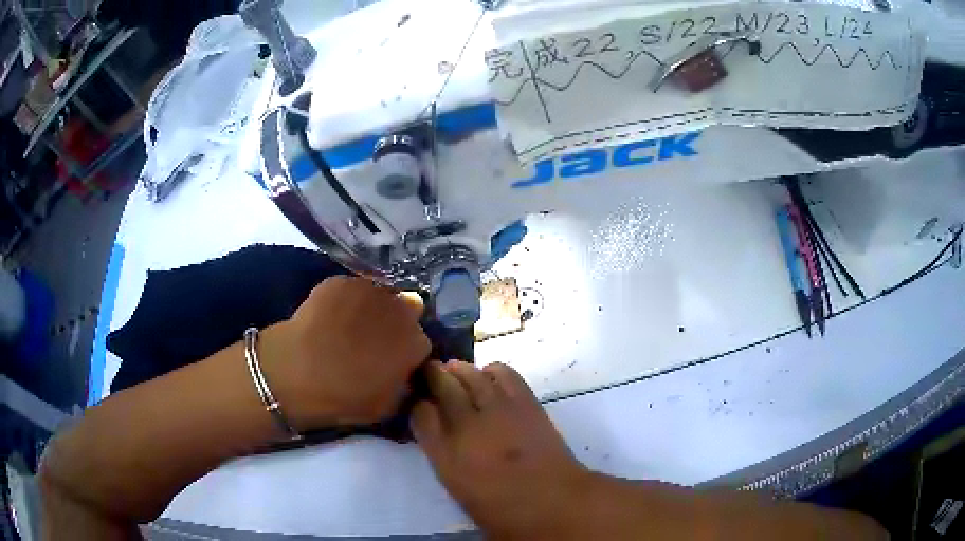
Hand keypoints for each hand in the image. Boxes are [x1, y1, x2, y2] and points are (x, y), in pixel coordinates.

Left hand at [259, 276, 429, 430]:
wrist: (298, 372)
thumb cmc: (345, 397)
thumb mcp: (387, 406)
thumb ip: (404, 384)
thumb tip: (404, 373)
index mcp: (416, 342)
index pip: (420, 343)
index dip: (406, 352)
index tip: (392, 361)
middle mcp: (401, 308)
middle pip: (407, 309)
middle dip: (395, 322)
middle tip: (373, 340)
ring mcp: (370, 289)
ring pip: (378, 296)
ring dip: (371, 308)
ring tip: (347, 326)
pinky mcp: (341, 281)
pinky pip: (350, 290)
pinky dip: (343, 300)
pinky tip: (327, 316)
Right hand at [411, 361, 590, 538]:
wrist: (554, 505)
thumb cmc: (505, 513)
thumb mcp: (460, 491)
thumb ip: (445, 459)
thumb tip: (441, 437)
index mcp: (445, 457)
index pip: (420, 414)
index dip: (418, 404)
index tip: (420, 402)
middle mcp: (466, 427)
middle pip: (442, 385)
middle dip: (433, 375)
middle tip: (431, 373)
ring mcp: (497, 412)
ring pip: (471, 374)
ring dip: (460, 369)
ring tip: (457, 371)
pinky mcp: (526, 404)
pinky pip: (505, 374)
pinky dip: (493, 371)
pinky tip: (490, 377)